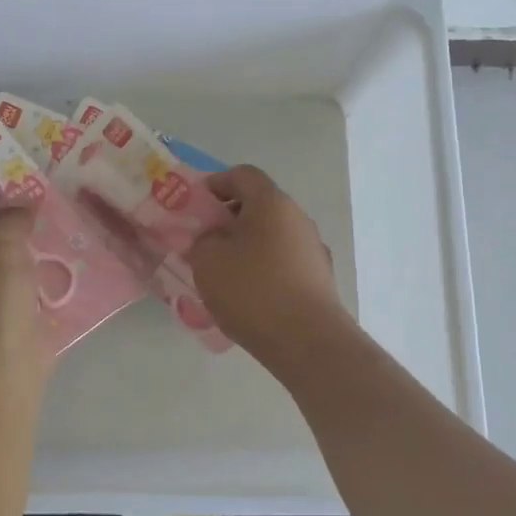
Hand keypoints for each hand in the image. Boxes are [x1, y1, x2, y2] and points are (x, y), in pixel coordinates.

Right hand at [188, 165, 347, 365]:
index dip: (216, 183)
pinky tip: (247, 295)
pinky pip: (283, 262)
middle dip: (229, 218)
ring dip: (246, 245)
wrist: (306, 341)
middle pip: (259, 205)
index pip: (242, 175)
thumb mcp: (207, 259)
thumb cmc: (252, 290)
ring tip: (222, 272)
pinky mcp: (319, 278)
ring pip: (271, 236)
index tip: (195, 204)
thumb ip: (203, 239)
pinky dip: (263, 268)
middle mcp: (298, 218)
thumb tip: (214, 238)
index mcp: (271, 203)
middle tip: (203, 240)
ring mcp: (313, 249)